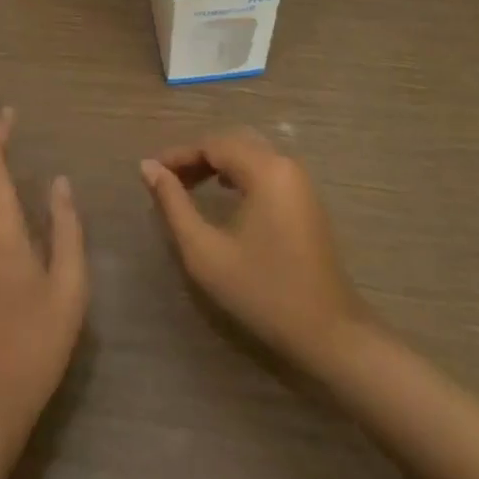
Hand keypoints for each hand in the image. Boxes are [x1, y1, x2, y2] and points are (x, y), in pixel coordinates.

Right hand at [141, 128, 368, 370]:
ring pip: (249, 154)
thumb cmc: (263, 292)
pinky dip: (239, 173)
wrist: (330, 335)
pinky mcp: (306, 199)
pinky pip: (265, 169)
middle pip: (232, 143)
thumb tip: (148, 167)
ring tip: (188, 186)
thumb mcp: (206, 252)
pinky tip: (224, 193)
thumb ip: (174, 205)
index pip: (212, 144)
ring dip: (217, 164)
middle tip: (167, 179)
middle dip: (197, 157)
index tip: (151, 171)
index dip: (179, 155)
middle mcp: (285, 164)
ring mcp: (300, 181)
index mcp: (265, 169)